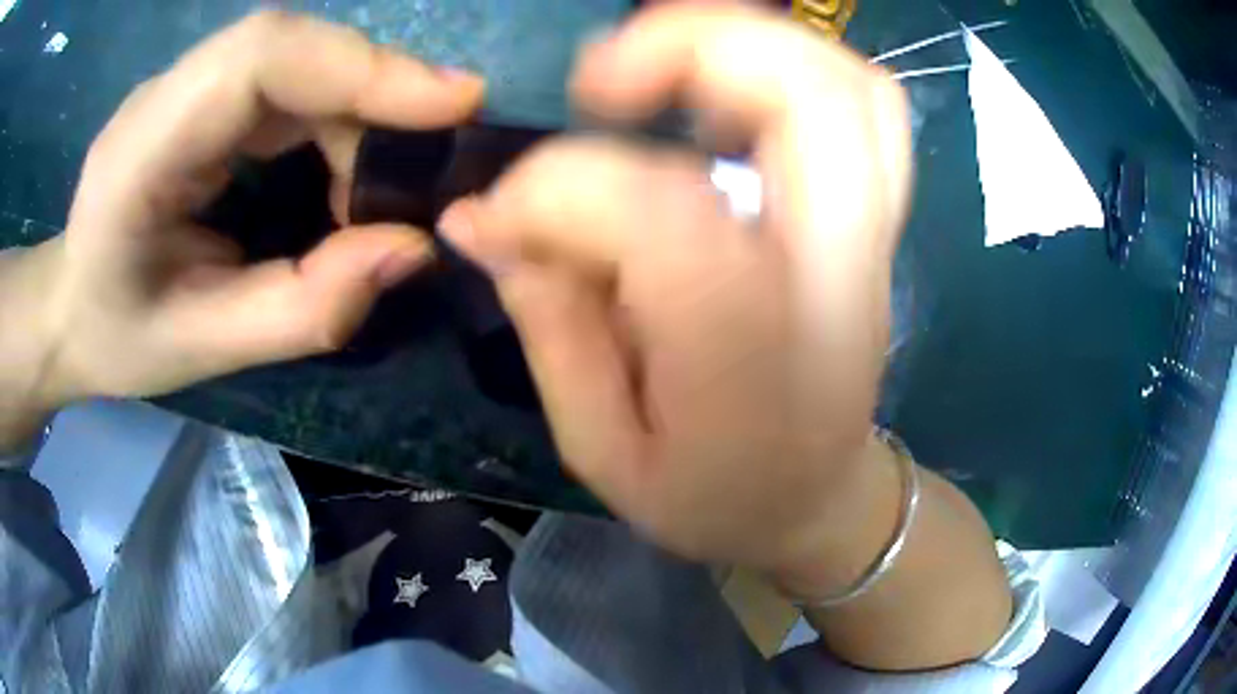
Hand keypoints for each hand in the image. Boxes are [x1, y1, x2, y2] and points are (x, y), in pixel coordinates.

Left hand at [5, 12, 482, 420]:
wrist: (70, 306)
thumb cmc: (118, 335)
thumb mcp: (204, 349)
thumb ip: (304, 308)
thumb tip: (413, 248)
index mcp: (139, 154)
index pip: (257, 59)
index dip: (359, 65)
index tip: (454, 103)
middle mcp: (164, 96)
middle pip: (291, 48)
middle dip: (377, 91)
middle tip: (432, 158)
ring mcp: (186, 84)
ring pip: (299, 57)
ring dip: (361, 108)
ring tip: (381, 187)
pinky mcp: (206, 92)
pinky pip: (291, 77)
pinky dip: (339, 112)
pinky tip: (347, 167)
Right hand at [441, 5, 912, 574]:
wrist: (817, 501)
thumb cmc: (713, 497)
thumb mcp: (602, 449)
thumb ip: (544, 322)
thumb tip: (477, 217)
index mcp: (755, 351)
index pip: (659, 210)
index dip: (555, 190)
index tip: (505, 218)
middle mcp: (833, 271)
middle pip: (809, 95)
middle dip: (691, 46)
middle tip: (598, 80)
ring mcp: (869, 237)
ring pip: (847, 85)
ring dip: (747, 42)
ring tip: (654, 67)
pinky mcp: (873, 221)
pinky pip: (862, 107)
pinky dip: (791, 67)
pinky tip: (718, 92)